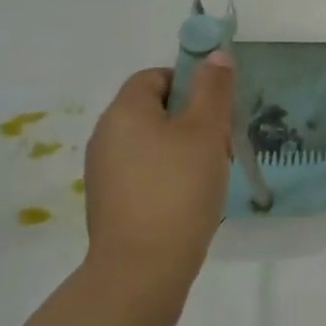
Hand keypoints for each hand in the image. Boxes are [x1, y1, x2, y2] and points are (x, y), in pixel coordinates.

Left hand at [81, 54, 235, 318]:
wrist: (142, 270)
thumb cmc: (178, 188)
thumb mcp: (207, 130)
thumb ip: (213, 88)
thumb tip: (215, 56)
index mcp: (125, 111)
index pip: (155, 76)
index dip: (189, 82)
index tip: (216, 108)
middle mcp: (106, 136)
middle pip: (154, 109)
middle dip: (192, 118)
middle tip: (220, 141)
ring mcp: (104, 172)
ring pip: (151, 142)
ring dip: (184, 148)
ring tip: (211, 172)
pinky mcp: (111, 203)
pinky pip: (144, 172)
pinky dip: (169, 175)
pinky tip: (191, 198)